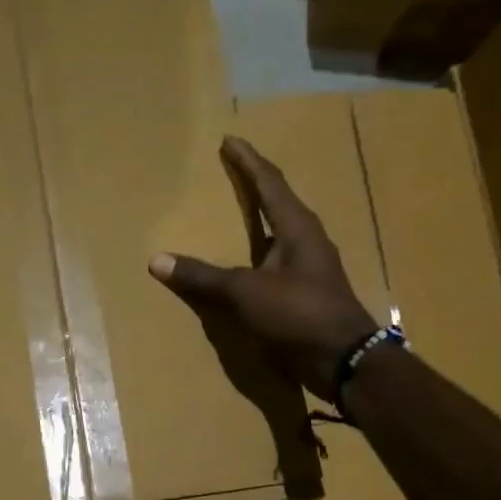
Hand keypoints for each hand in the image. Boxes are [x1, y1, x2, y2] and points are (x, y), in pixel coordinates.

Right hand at [149, 136, 377, 402]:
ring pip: (279, 233)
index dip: (248, 161)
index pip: (270, 182)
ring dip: (259, 220)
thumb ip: (202, 276)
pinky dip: (257, 254)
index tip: (230, 141)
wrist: (343, 359)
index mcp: (297, 228)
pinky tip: (246, 264)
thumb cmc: (298, 314)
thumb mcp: (245, 292)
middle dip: (254, 185)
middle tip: (231, 171)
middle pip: (278, 202)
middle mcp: (307, 241)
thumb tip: (157, 260)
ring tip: (237, 212)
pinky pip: (275, 262)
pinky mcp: (306, 293)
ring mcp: (309, 268)